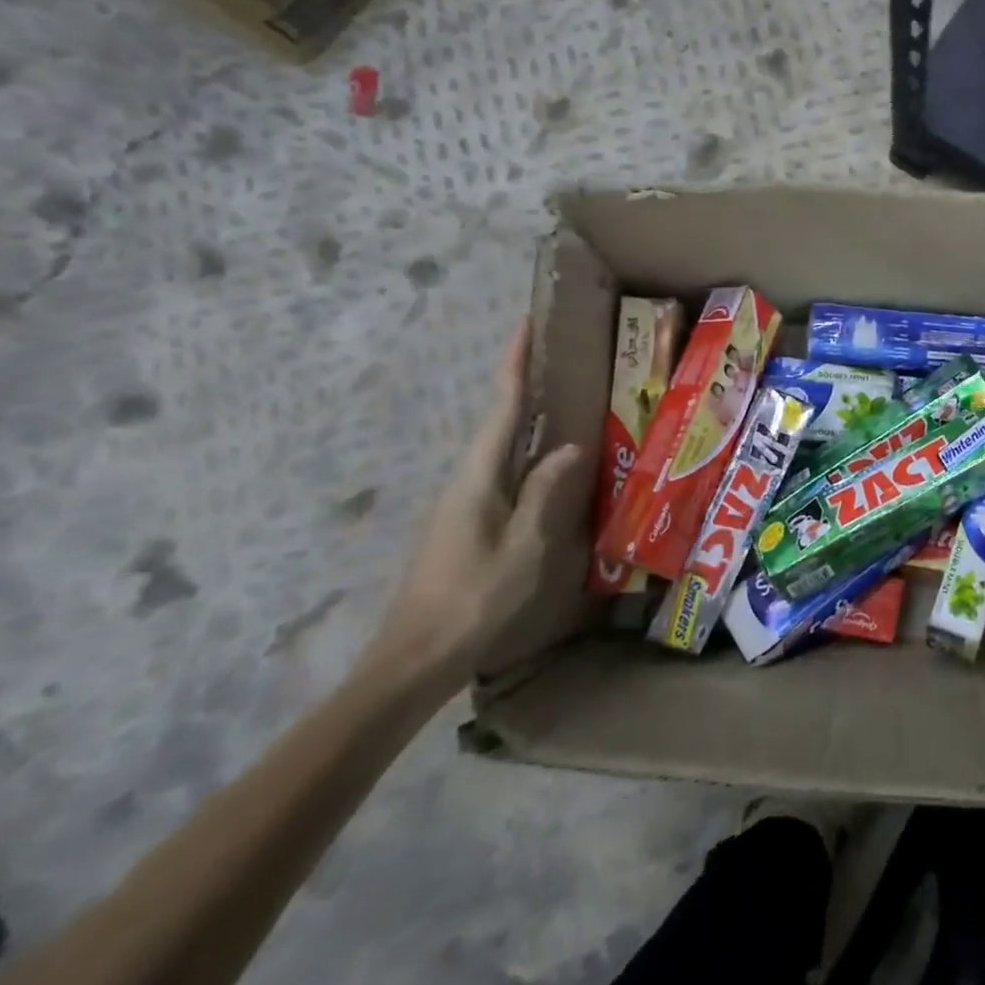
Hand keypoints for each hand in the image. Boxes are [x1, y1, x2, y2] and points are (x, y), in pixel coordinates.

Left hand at [365, 323, 583, 690]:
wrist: (414, 659)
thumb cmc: (473, 599)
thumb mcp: (522, 547)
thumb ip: (545, 494)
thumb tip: (570, 446)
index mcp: (476, 479)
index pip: (501, 410)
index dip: (514, 366)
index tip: (525, 326)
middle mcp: (465, 481)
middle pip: (497, 422)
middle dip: (522, 385)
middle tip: (558, 357)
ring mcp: (461, 504)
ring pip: (499, 449)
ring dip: (526, 419)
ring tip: (563, 400)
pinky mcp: (466, 524)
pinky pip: (502, 473)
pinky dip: (525, 453)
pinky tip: (548, 463)